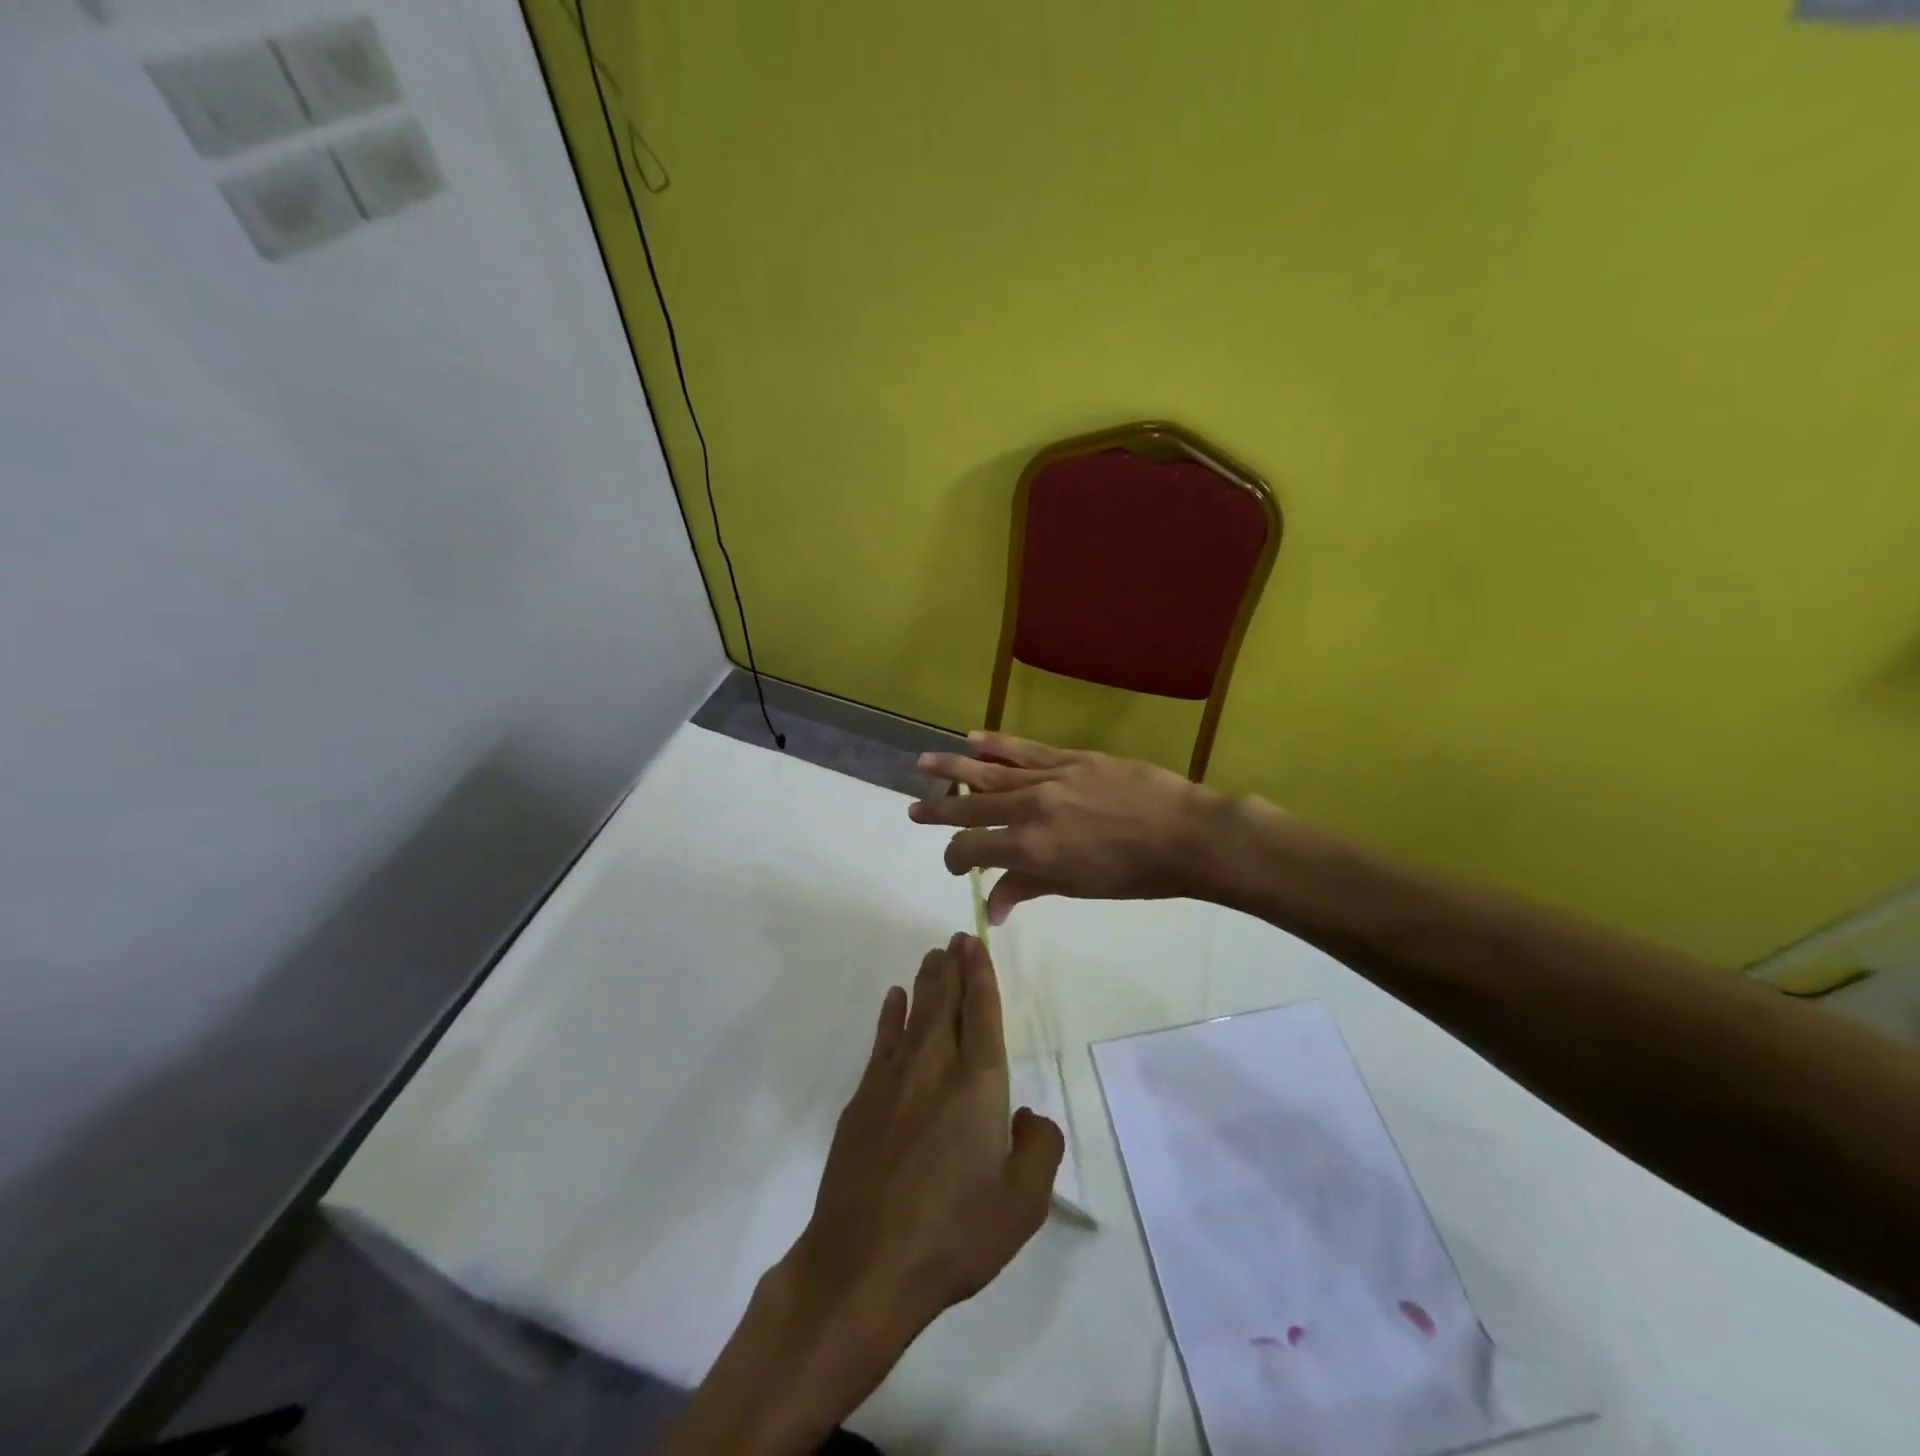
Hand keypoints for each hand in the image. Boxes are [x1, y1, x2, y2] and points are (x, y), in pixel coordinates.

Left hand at [796, 932, 1062, 1327]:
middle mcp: (935, 1067)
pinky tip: (894, 1000)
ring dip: (925, 982)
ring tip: (932, 958)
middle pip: (946, 1003)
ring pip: (914, 1014)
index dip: (981, 974)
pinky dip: (891, 1015)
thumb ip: (1039, 1148)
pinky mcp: (863, 1099)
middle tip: (954, 940)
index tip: (975, 944)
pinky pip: (883, 1041)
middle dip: (952, 967)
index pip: (982, 1012)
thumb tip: (1026, 1114)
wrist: (864, 1264)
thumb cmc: (953, 1234)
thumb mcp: (1022, 1205)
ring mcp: (893, 1080)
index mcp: (978, 1084)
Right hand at [910, 731, 1231, 923]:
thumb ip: (1028, 888)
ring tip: (923, 763)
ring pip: (989, 771)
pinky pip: (1024, 749)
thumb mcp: (1077, 887)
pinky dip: (996, 744)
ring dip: (953, 768)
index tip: (957, 866)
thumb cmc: (1133, 874)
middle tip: (912, 809)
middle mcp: (1029, 809)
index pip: (974, 849)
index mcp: (1030, 848)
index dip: (957, 858)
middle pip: (971, 807)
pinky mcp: (1069, 758)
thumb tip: (991, 909)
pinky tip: (972, 738)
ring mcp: (1048, 778)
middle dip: (939, 810)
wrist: (1184, 834)